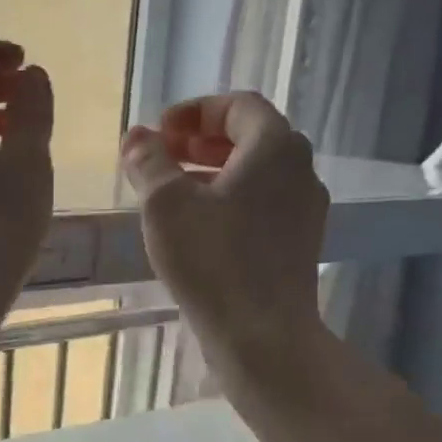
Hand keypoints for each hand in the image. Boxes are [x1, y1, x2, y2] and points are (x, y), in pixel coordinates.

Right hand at [120, 92, 328, 371]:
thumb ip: (149, 162)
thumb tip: (136, 136)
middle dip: (201, 142)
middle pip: (249, 138)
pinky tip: (198, 228)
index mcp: (274, 147)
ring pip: (256, 175)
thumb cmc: (213, 261)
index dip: (194, 111)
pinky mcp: (299, 244)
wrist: (263, 335)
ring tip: (172, 193)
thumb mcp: (166, 205)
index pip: (237, 106)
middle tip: (161, 157)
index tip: (159, 132)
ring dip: (213, 173)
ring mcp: (305, 209)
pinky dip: (229, 202)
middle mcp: (300, 170)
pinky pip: (262, 206)